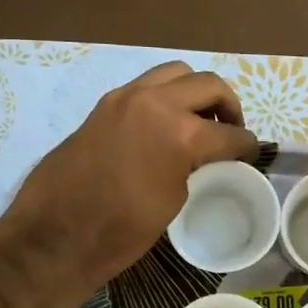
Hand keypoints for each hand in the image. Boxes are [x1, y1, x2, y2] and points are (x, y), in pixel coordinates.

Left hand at [0, 63, 257, 293]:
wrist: (55, 235)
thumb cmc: (120, 231)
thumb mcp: (174, 200)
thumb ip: (194, 165)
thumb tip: (201, 155)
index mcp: (180, 132)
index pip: (229, 132)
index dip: (247, 145)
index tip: (252, 153)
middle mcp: (155, 102)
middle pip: (208, 84)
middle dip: (228, 106)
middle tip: (230, 129)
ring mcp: (125, 98)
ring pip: (175, 73)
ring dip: (194, 91)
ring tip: (197, 119)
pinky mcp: (104, 104)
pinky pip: (146, 86)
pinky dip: (164, 96)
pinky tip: (164, 124)